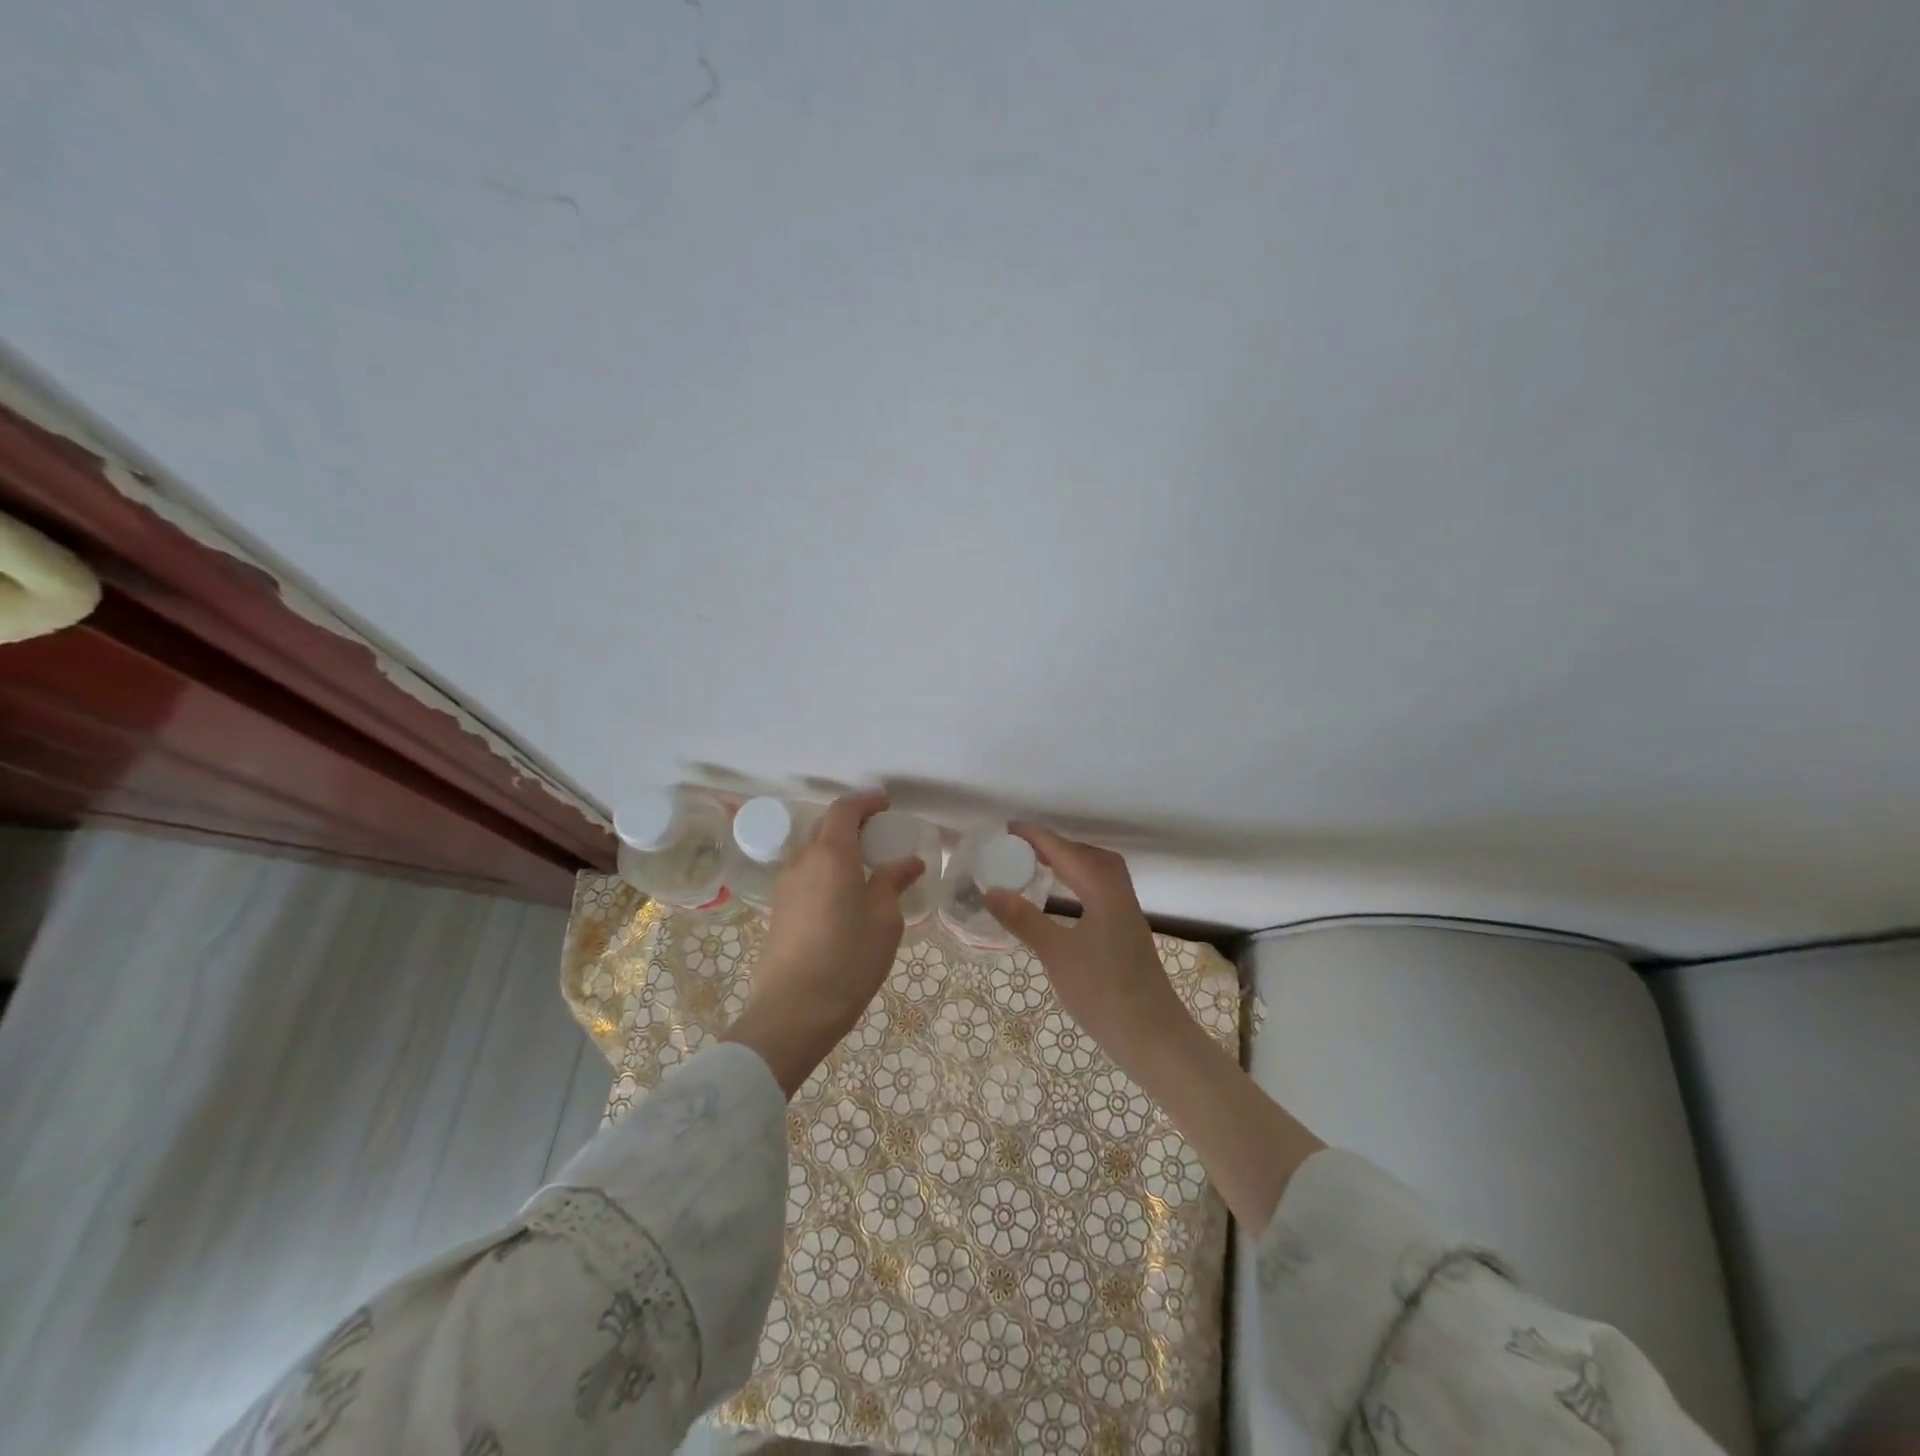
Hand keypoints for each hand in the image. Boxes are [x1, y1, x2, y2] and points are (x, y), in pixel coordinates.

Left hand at [721, 791, 924, 1096]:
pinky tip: (845, 891)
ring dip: (838, 846)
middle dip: (853, 821)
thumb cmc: (849, 958)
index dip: (866, 802)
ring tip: (866, 864)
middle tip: (881, 834)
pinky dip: (826, 867)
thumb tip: (908, 862)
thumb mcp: (884, 919)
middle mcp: (803, 859)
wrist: (794, 1010)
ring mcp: (786, 884)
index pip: (845, 809)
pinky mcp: (779, 908)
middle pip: (826, 825)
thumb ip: (893, 881)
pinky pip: (806, 871)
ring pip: (813, 849)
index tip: (887, 806)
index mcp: (831, 853)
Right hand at [989, 823, 1324, 1227]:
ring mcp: (1127, 914)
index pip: (1065, 851)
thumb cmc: (1103, 992)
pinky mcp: (1128, 932)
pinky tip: (1065, 902)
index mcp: (1102, 890)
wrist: (1154, 1036)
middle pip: (1088, 855)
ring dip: (1071, 863)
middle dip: (1056, 845)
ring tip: (1040, 868)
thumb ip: (1023, 920)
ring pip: (1099, 873)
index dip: (1036, 837)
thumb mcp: (1056, 954)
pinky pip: (1102, 890)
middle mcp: (1118, 894)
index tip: (1007, 829)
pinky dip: (1080, 883)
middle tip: (1022, 849)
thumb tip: (991, 891)